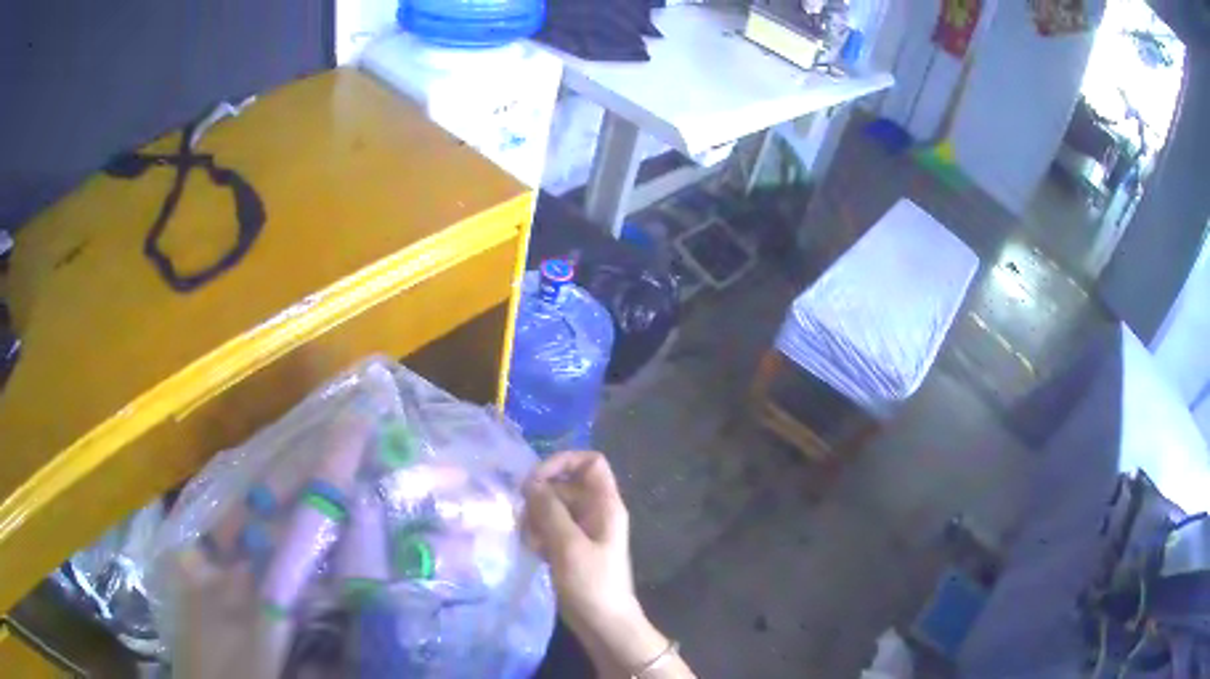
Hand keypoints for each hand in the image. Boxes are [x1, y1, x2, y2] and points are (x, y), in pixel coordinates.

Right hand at [523, 451, 639, 630]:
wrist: (604, 624)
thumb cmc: (592, 584)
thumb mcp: (568, 545)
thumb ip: (549, 510)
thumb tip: (531, 482)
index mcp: (605, 505)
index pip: (590, 462)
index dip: (563, 462)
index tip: (536, 480)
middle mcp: (596, 513)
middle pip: (566, 485)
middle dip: (541, 497)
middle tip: (524, 519)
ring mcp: (583, 532)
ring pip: (554, 508)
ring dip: (536, 518)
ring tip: (529, 540)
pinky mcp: (571, 549)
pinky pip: (551, 528)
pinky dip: (539, 534)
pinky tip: (533, 551)